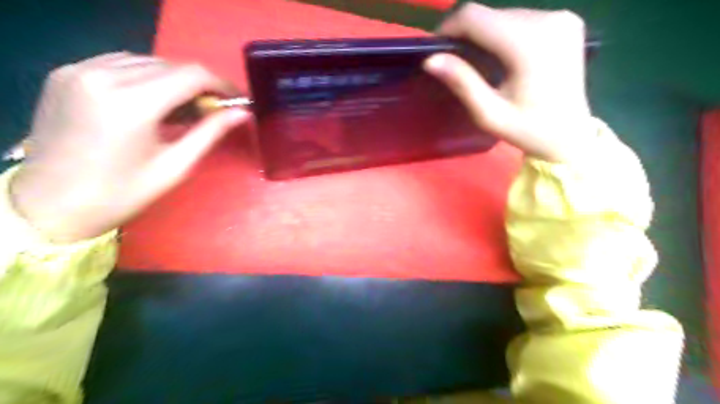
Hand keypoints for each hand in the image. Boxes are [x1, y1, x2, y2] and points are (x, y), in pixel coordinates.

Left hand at [6, 52, 250, 242]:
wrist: (50, 204)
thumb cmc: (121, 193)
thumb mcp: (175, 166)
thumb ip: (210, 132)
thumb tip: (242, 113)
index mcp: (132, 103)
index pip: (191, 75)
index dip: (221, 84)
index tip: (236, 99)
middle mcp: (102, 76)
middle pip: (170, 65)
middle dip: (200, 85)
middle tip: (213, 110)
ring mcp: (79, 70)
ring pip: (147, 61)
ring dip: (174, 80)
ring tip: (184, 108)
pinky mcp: (66, 73)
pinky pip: (120, 63)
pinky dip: (147, 77)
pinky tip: (153, 100)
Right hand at [422, 3, 593, 162]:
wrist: (571, 135)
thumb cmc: (527, 130)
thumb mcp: (489, 114)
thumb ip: (462, 83)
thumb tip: (430, 59)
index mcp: (529, 44)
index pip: (475, 17)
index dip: (449, 28)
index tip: (437, 49)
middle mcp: (548, 20)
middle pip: (490, 13)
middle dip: (466, 33)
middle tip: (455, 60)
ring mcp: (561, 18)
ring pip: (505, 14)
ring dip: (485, 33)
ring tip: (477, 60)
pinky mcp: (567, 21)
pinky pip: (522, 18)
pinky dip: (504, 32)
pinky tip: (501, 55)